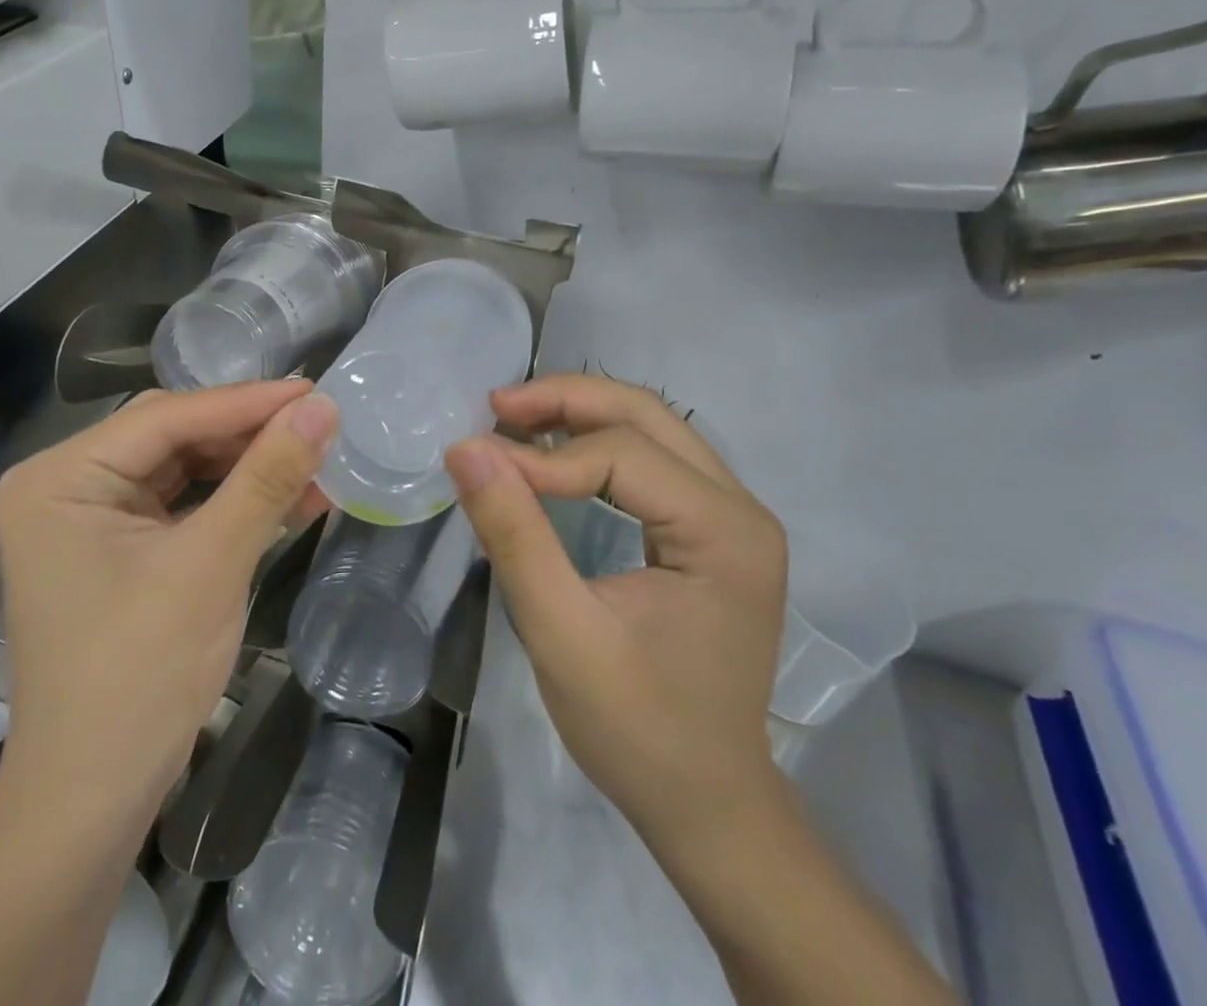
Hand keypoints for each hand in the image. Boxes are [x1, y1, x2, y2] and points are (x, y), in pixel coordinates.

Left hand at [0, 380, 337, 831]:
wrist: (93, 802)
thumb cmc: (139, 675)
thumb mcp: (211, 564)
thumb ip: (267, 477)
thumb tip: (323, 408)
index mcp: (61, 477)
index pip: (167, 417)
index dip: (247, 402)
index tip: (316, 391)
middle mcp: (67, 487)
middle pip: (173, 437)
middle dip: (248, 434)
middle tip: (318, 423)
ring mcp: (90, 521)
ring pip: (184, 469)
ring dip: (249, 467)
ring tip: (315, 458)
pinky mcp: (118, 552)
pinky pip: (184, 507)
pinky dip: (235, 503)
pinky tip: (292, 498)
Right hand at [444, 374, 787, 846]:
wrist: (708, 805)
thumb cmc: (639, 731)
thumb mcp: (562, 635)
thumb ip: (515, 535)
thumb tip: (465, 448)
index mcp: (725, 532)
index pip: (623, 454)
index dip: (544, 457)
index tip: (478, 467)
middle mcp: (741, 507)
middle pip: (647, 415)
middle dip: (566, 400)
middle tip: (495, 407)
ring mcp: (732, 516)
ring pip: (651, 427)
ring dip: (579, 414)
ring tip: (513, 421)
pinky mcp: (712, 529)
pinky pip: (651, 459)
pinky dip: (596, 445)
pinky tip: (551, 455)